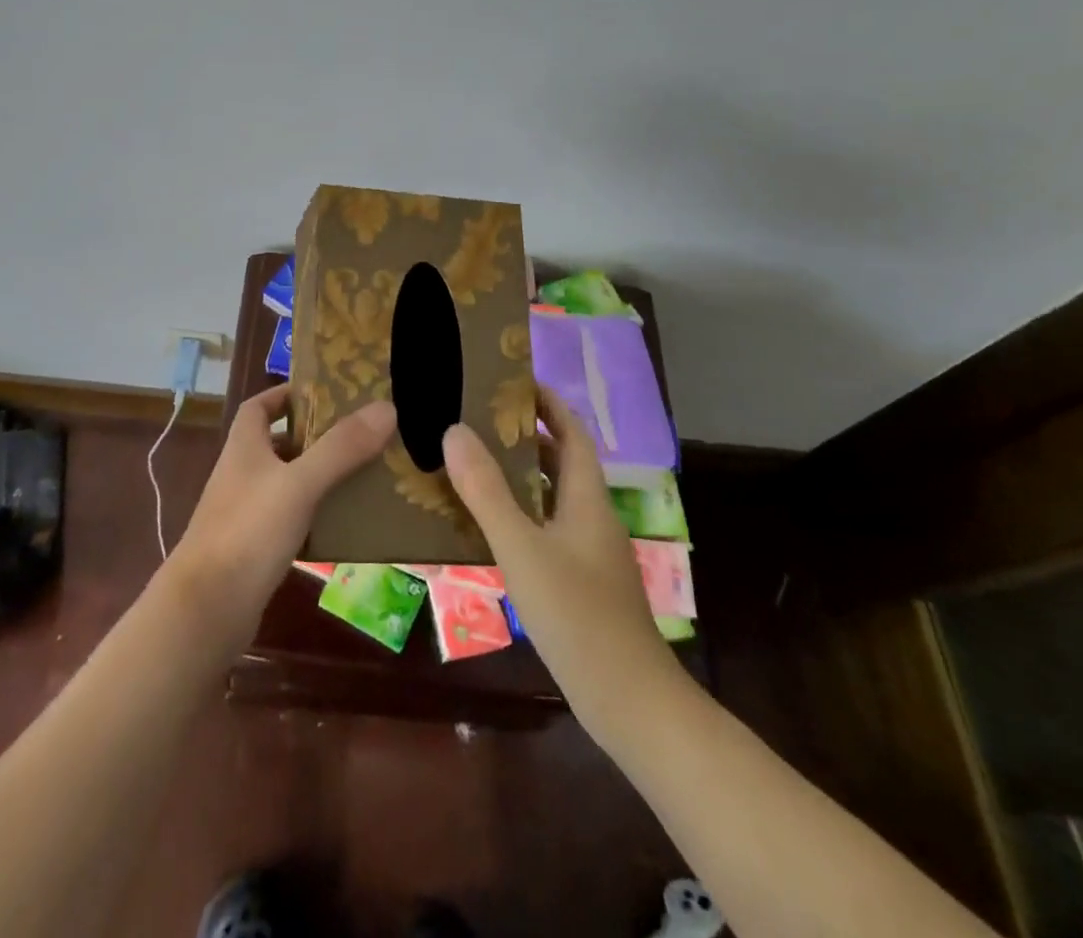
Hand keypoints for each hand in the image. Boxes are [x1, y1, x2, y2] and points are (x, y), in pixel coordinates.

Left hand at [167, 385, 396, 644]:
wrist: (205, 610)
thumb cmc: (248, 532)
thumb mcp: (299, 484)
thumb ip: (341, 448)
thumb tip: (385, 407)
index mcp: (244, 447)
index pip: (259, 406)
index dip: (286, 394)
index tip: (323, 393)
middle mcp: (240, 474)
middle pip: (276, 443)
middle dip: (313, 437)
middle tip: (357, 435)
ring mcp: (244, 513)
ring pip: (285, 483)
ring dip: (316, 477)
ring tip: (359, 475)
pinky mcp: (252, 549)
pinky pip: (288, 520)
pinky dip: (312, 516)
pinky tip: (340, 524)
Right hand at [442, 384, 677, 733]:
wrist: (628, 701)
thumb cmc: (577, 615)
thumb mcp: (522, 548)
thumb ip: (487, 491)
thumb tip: (454, 430)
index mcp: (587, 498)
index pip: (571, 432)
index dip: (547, 403)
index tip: (511, 380)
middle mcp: (591, 516)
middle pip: (562, 461)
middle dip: (526, 435)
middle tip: (478, 418)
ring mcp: (588, 552)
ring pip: (552, 497)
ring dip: (520, 475)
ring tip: (473, 462)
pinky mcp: (580, 581)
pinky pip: (546, 528)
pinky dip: (520, 514)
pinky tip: (488, 526)